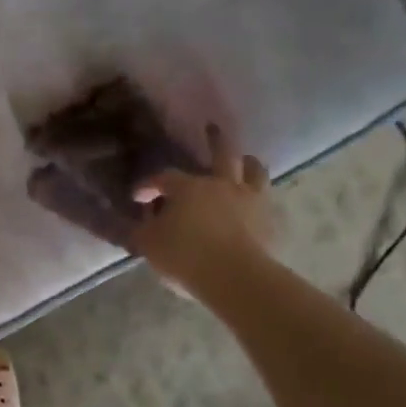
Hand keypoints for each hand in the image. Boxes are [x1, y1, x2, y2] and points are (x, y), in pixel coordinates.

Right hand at [132, 124, 274, 298]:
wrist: (235, 279)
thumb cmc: (185, 256)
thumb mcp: (148, 244)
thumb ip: (140, 230)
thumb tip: (136, 222)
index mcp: (189, 187)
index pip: (164, 178)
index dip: (148, 185)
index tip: (138, 197)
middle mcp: (222, 185)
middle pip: (222, 154)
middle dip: (215, 140)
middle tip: (212, 128)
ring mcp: (251, 201)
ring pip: (254, 171)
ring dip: (247, 163)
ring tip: (245, 160)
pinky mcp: (269, 222)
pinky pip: (266, 202)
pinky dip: (258, 199)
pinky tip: (254, 205)